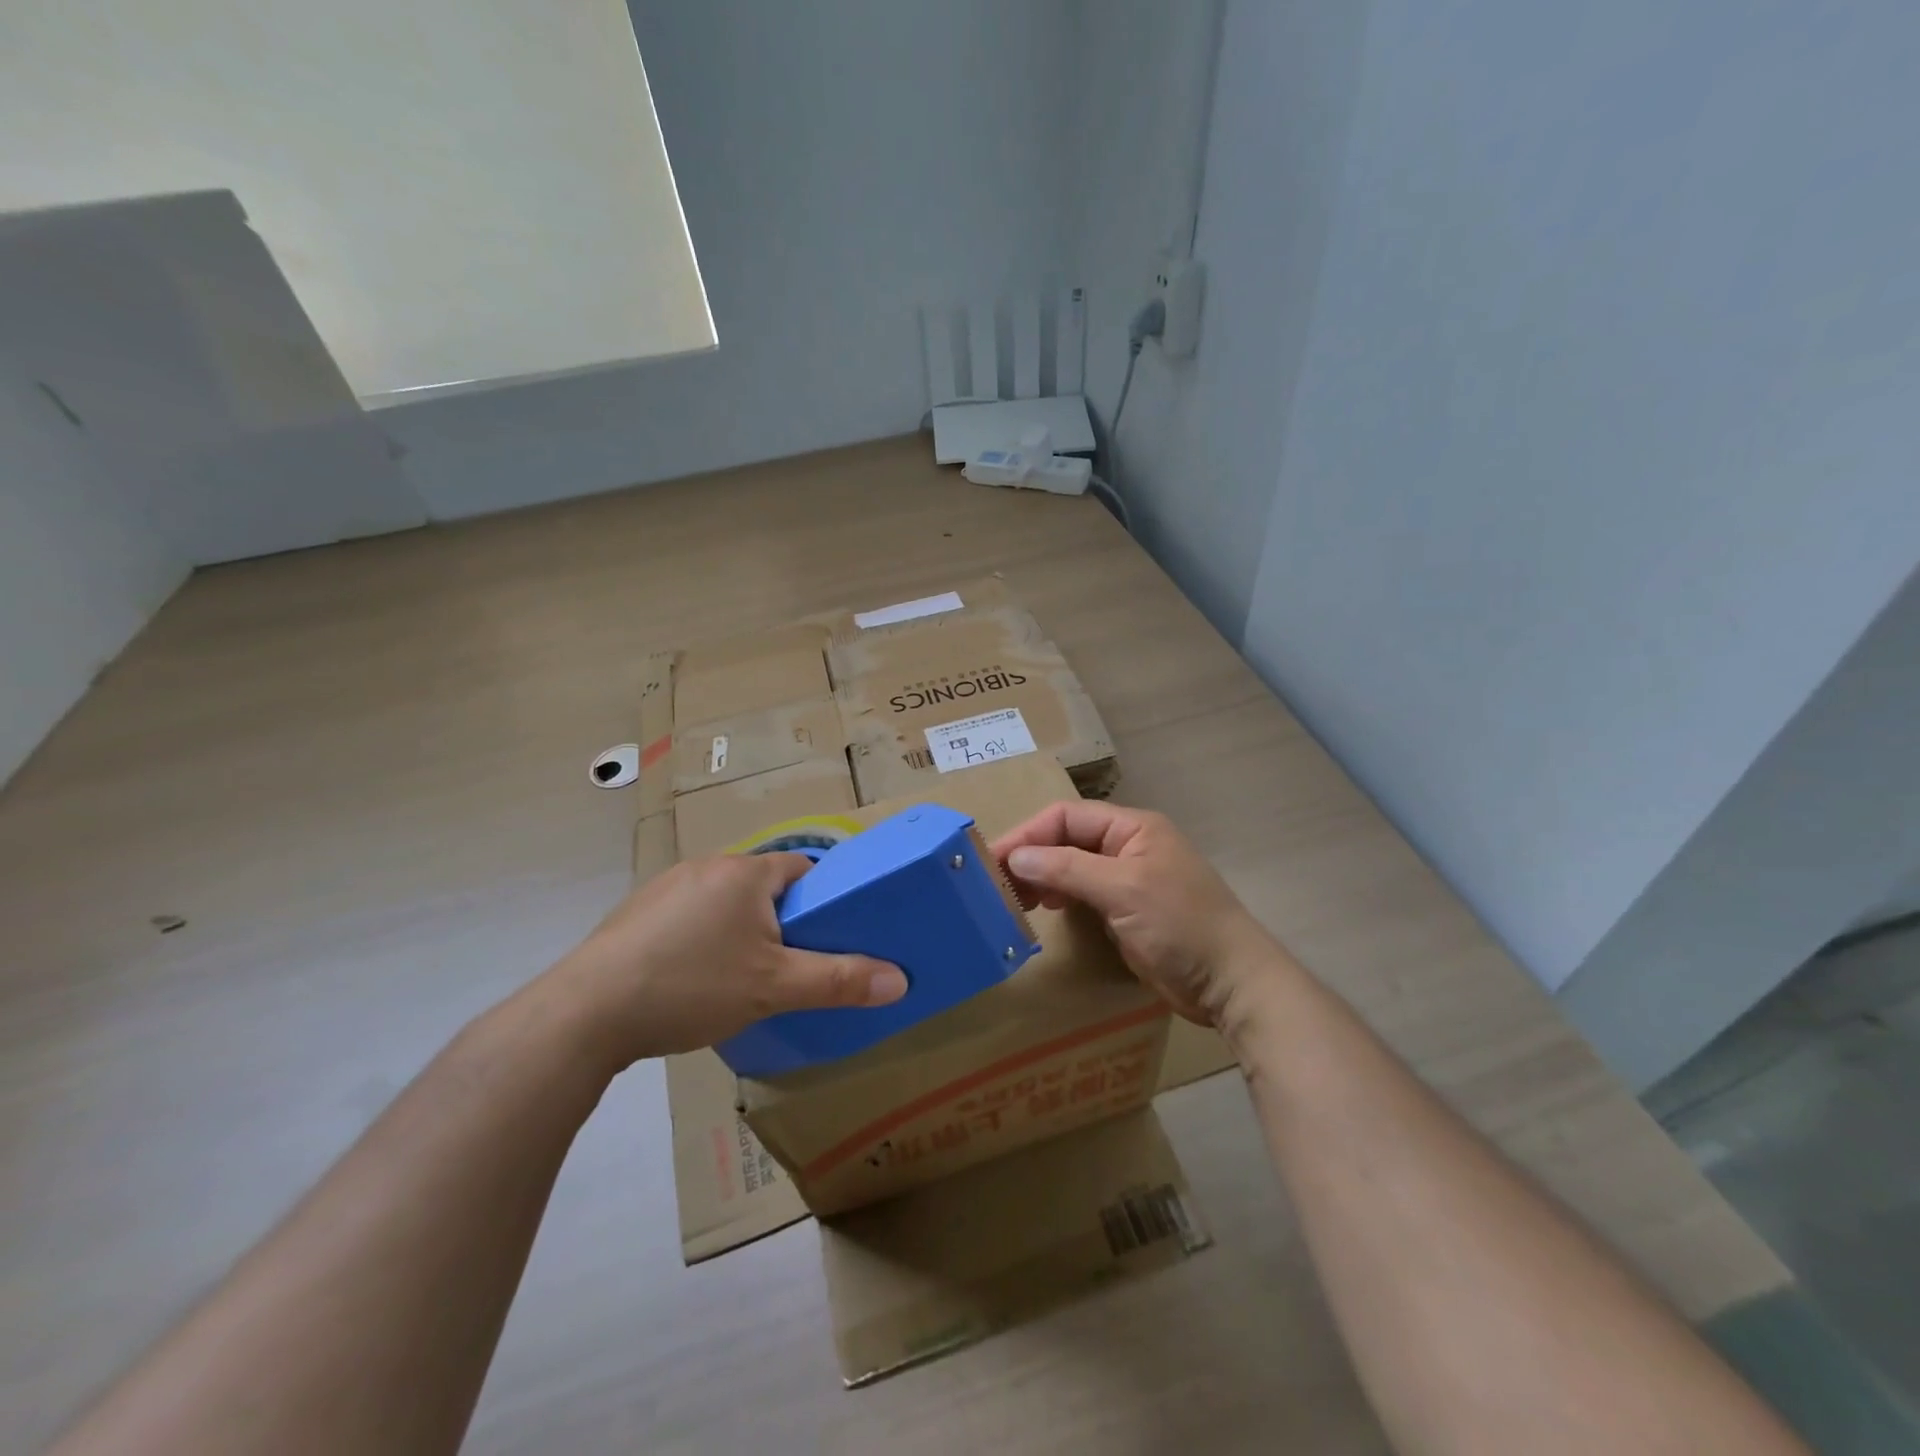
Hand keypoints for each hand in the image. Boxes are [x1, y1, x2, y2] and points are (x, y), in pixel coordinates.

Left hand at [544, 854, 907, 1065]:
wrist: (586, 1013)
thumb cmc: (693, 985)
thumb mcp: (775, 988)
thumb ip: (839, 981)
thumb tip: (901, 979)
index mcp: (744, 873)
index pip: (802, 867)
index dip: (823, 896)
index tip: (832, 931)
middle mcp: (706, 867)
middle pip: (763, 886)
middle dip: (782, 919)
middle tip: (792, 963)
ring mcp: (665, 888)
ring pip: (724, 903)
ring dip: (740, 930)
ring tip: (744, 977)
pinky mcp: (635, 915)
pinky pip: (688, 918)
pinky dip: (702, 940)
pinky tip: (693, 981)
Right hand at [994, 802, 1279, 1028]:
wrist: (1231, 982)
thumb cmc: (1181, 925)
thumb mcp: (1123, 890)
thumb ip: (1068, 869)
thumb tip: (1017, 857)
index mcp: (1132, 828)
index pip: (1067, 817)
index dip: (1029, 834)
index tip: (994, 860)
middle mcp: (1127, 847)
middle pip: (1066, 839)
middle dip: (1032, 856)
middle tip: (997, 884)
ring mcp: (1127, 880)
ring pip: (1072, 867)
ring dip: (1043, 877)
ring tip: (1015, 898)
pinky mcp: (1126, 911)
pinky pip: (1083, 894)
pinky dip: (1060, 897)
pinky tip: (1045, 909)